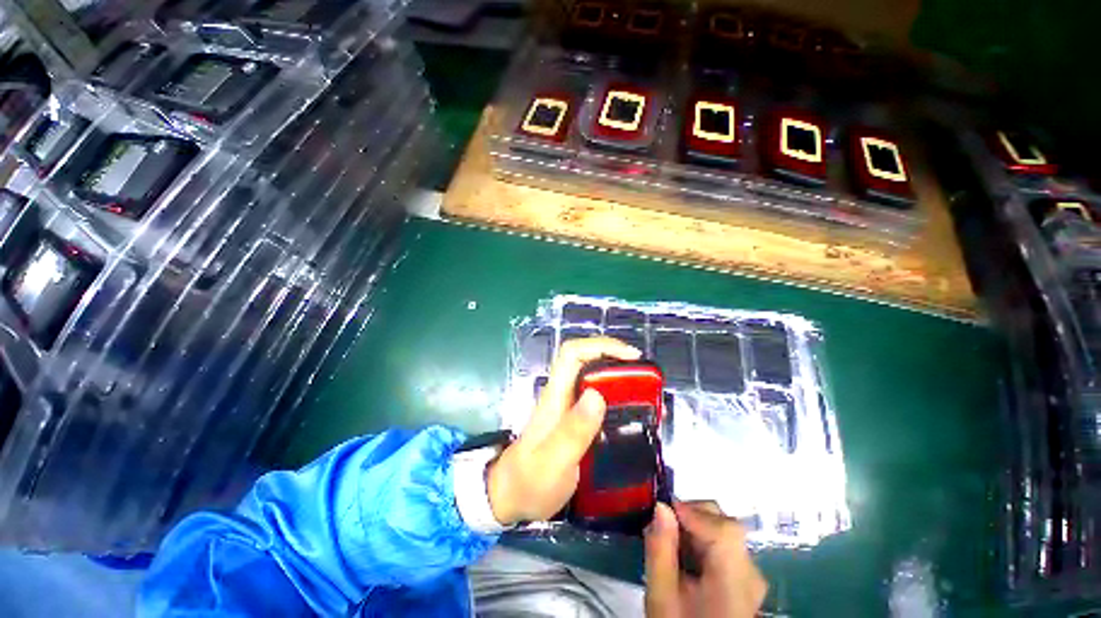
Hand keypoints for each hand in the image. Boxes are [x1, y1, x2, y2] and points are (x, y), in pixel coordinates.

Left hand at [487, 336, 640, 524]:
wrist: (511, 496)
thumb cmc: (529, 481)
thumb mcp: (553, 461)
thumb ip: (573, 431)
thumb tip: (597, 395)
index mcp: (556, 395)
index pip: (573, 353)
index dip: (601, 346)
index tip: (631, 357)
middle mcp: (562, 394)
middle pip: (587, 360)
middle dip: (616, 360)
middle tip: (646, 377)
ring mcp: (568, 406)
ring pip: (594, 378)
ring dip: (619, 379)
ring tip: (646, 394)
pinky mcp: (574, 420)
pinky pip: (598, 399)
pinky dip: (617, 398)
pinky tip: (632, 414)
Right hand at [645, 502, 767, 617]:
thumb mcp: (661, 597)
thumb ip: (660, 551)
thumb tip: (661, 507)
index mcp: (735, 582)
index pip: (725, 530)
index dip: (693, 512)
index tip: (662, 510)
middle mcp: (751, 573)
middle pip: (725, 525)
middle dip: (690, 515)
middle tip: (661, 526)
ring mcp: (750, 575)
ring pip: (723, 530)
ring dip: (693, 526)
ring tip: (669, 542)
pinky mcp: (745, 576)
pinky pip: (723, 543)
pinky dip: (700, 539)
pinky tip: (683, 555)